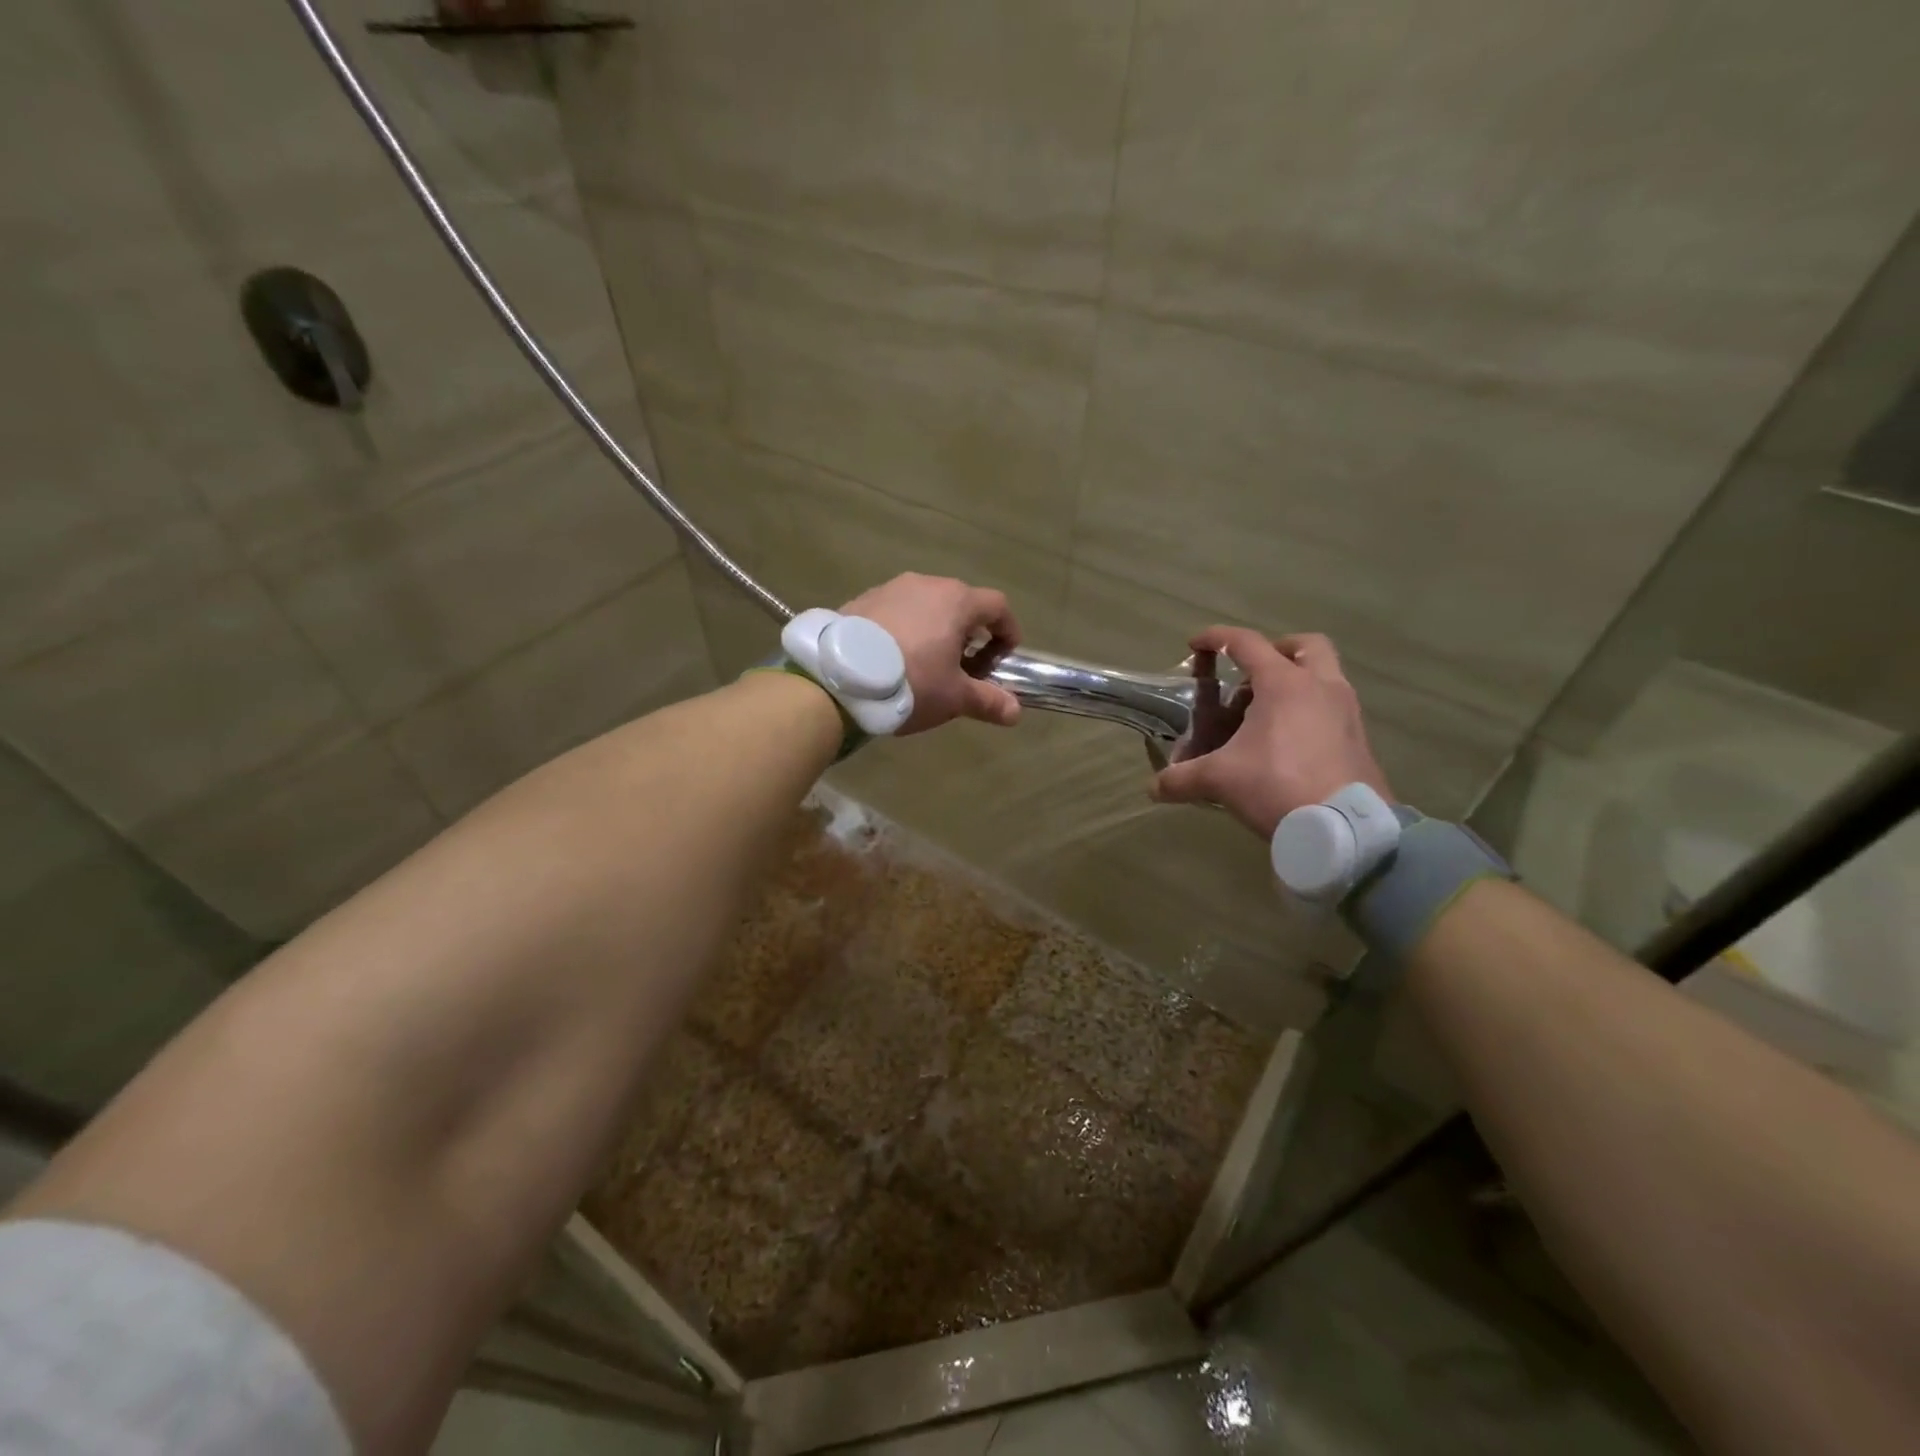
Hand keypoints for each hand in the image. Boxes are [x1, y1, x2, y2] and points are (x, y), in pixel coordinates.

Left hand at [839, 573, 1022, 733]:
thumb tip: (1015, 712)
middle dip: (970, 634)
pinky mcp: (861, 600)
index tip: (1003, 659)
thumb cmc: (911, 681)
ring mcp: (890, 589)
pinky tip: (892, 659)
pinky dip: (905, 630)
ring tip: (926, 665)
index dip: (1008, 631)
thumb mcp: (954, 697)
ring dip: (935, 630)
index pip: (997, 606)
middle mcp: (925, 584)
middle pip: (960, 603)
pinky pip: (895, 612)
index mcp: (956, 601)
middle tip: (964, 667)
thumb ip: (988, 701)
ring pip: (926, 606)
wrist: (838, 678)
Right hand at [1152, 628, 1391, 838]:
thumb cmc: (1277, 786)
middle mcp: (1320, 687)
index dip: (1216, 638)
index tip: (1195, 645)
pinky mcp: (1359, 739)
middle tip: (1252, 675)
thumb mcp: (1219, 780)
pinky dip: (1310, 713)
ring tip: (1264, 715)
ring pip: (1325, 676)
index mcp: (1284, 684)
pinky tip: (1288, 745)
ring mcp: (1346, 712)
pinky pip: (1332, 709)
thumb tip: (1154, 788)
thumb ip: (1182, 779)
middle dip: (1277, 650)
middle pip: (1305, 646)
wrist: (1344, 830)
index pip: (1246, 643)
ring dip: (1296, 682)